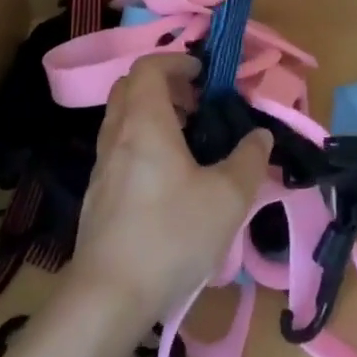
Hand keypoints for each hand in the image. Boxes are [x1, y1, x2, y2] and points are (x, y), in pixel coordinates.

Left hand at [69, 54, 272, 324]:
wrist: (108, 295)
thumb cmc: (171, 235)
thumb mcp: (227, 198)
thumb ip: (249, 160)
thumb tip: (260, 136)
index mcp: (144, 122)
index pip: (149, 67)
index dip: (177, 61)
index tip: (204, 75)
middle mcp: (117, 135)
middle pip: (130, 87)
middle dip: (164, 85)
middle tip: (198, 106)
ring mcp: (101, 165)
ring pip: (122, 119)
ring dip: (152, 115)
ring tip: (188, 142)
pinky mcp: (96, 194)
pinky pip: (118, 148)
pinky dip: (142, 143)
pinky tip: (168, 180)